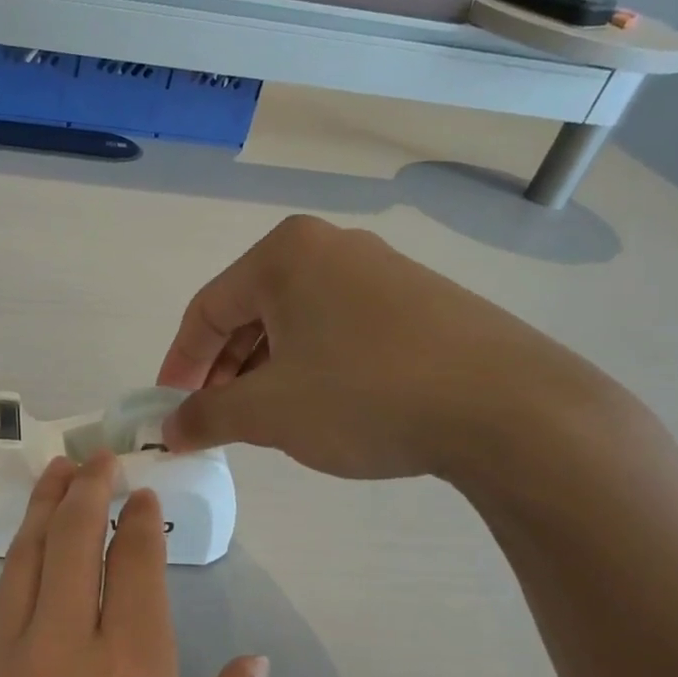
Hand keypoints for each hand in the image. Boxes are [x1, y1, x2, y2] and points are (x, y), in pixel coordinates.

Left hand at [0, 454, 266, 676]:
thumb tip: (253, 664)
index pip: (134, 570)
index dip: (139, 522)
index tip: (142, 492)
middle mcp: (61, 657)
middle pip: (71, 548)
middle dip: (84, 493)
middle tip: (94, 456)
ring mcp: (0, 675)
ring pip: (24, 570)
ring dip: (42, 517)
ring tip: (53, 478)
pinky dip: (11, 577)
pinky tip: (20, 569)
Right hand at [156, 214, 614, 481]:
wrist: (508, 409)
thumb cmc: (364, 396)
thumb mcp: (268, 412)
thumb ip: (206, 416)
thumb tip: (170, 428)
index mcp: (285, 256)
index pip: (206, 310)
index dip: (179, 364)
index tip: (169, 409)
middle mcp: (332, 248)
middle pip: (250, 312)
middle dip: (224, 370)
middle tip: (215, 419)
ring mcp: (382, 271)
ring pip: (296, 322)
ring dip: (265, 371)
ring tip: (263, 419)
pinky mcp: (420, 301)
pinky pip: (339, 329)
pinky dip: (311, 367)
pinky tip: (320, 406)